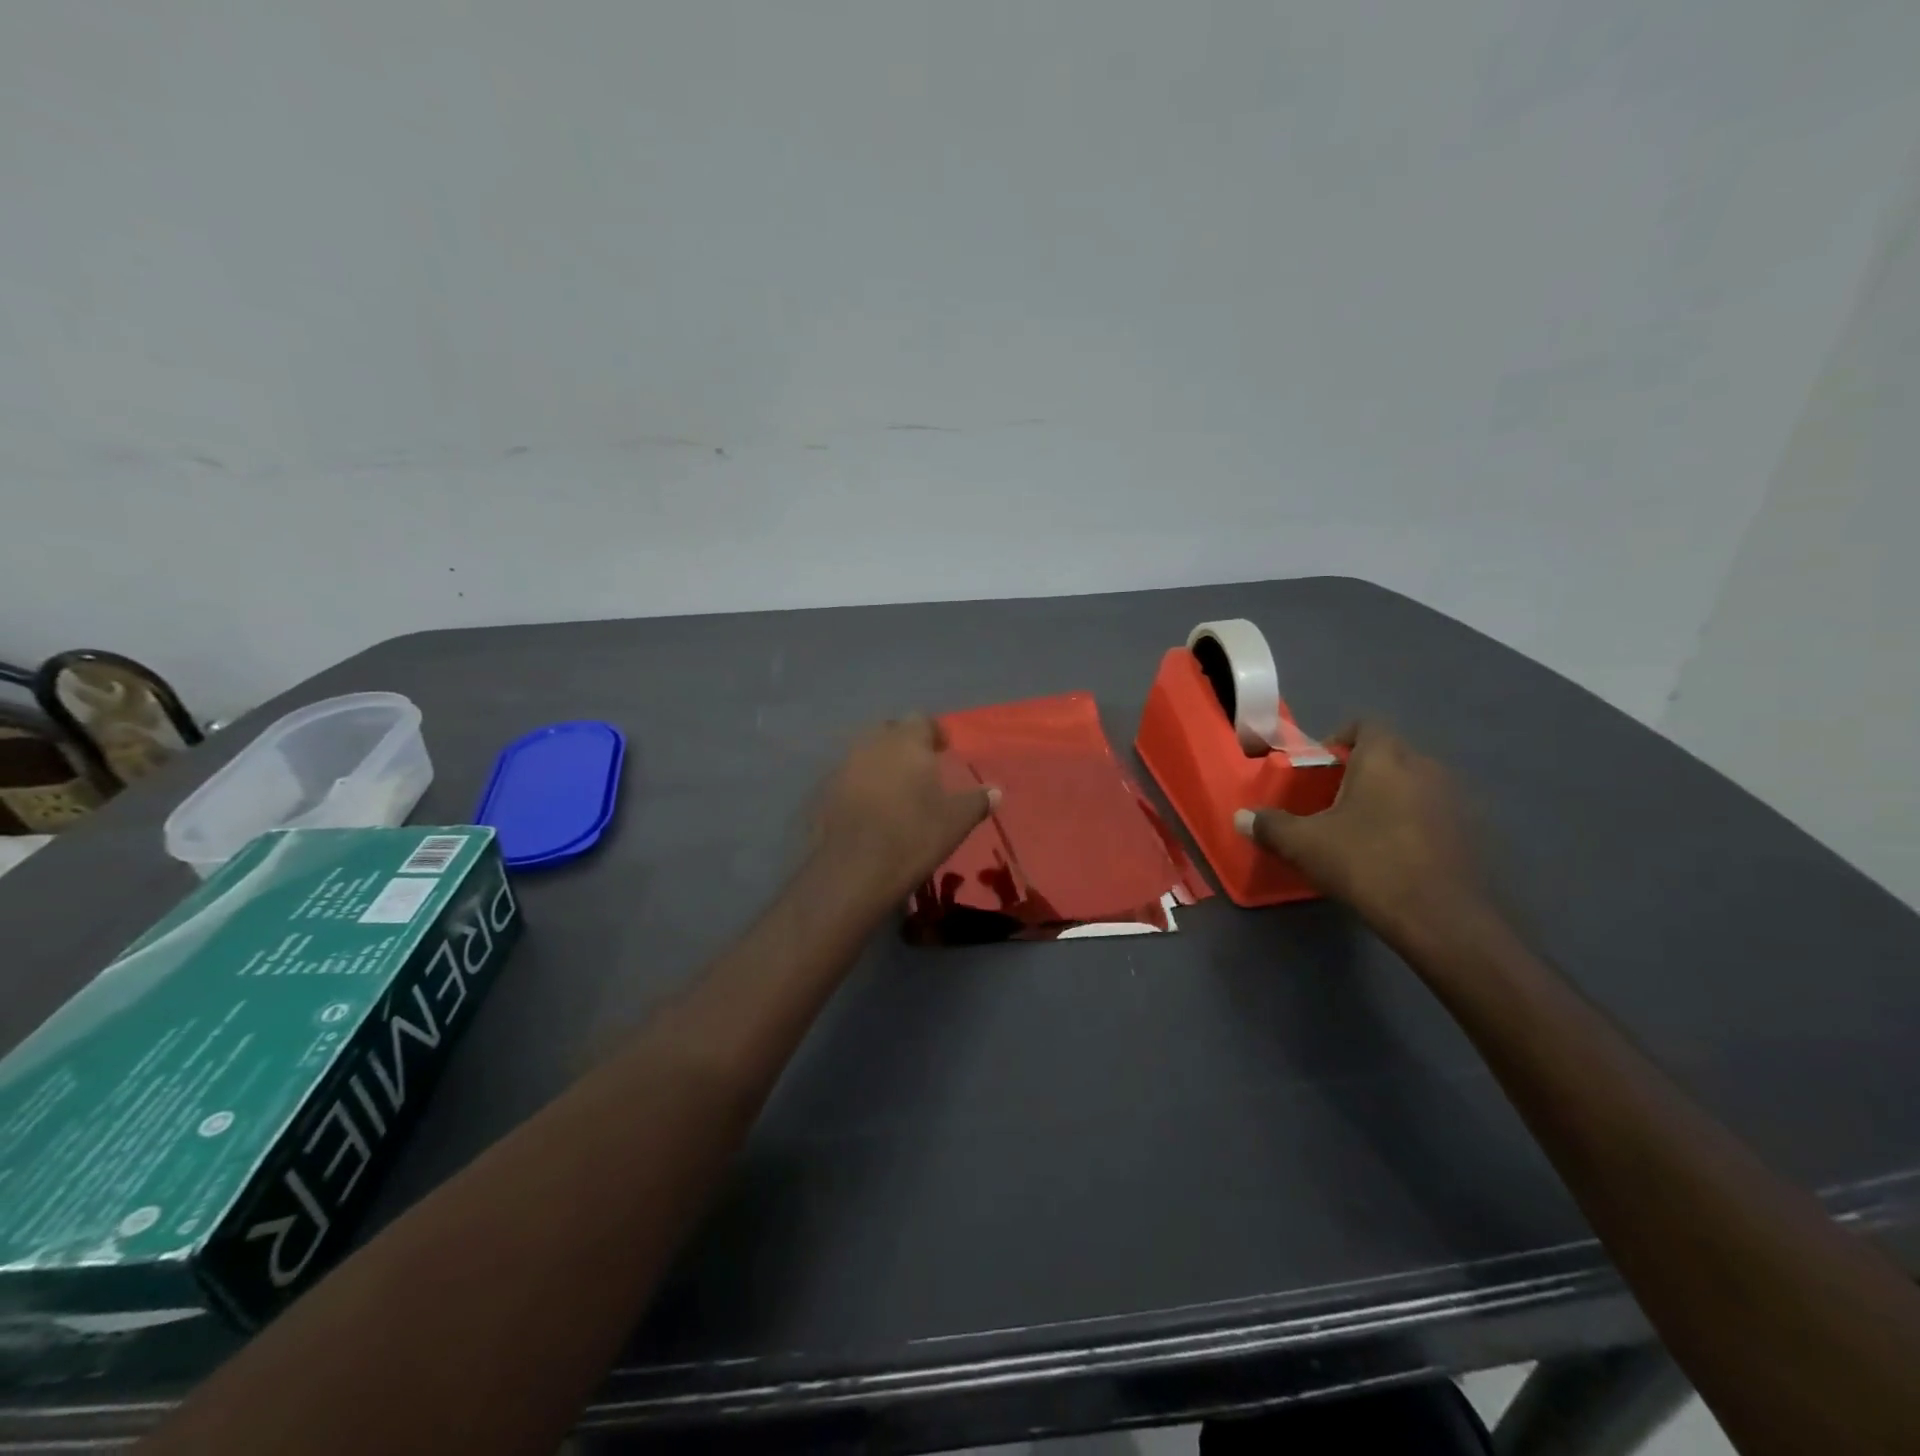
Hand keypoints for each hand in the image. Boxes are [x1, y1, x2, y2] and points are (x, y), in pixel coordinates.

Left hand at [813, 717, 995, 901]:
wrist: (855, 870)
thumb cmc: (913, 836)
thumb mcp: (956, 821)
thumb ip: (977, 801)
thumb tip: (996, 791)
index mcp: (906, 742)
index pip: (921, 720)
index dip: (934, 732)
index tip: (943, 750)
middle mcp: (872, 744)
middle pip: (890, 730)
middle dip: (904, 743)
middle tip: (920, 765)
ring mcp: (844, 765)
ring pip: (866, 751)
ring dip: (881, 762)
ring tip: (895, 787)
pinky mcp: (826, 790)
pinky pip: (849, 776)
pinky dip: (861, 783)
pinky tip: (871, 806)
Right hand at [1235, 721, 1483, 930]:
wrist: (1440, 918)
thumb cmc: (1365, 863)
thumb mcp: (1304, 844)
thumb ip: (1270, 825)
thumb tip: (1241, 817)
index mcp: (1384, 758)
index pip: (1365, 724)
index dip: (1339, 738)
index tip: (1319, 766)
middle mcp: (1424, 768)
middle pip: (1389, 754)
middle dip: (1361, 771)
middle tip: (1333, 800)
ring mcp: (1454, 800)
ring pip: (1413, 784)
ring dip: (1389, 797)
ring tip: (1362, 829)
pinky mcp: (1471, 832)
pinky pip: (1432, 813)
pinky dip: (1412, 823)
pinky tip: (1394, 854)